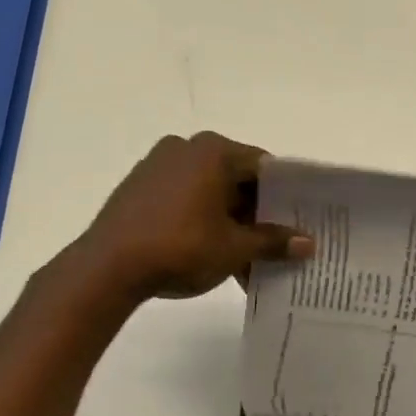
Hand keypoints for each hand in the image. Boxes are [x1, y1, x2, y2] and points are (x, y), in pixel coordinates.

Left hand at [75, 132, 314, 301]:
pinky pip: (184, 198)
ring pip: (209, 192)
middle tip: (274, 246)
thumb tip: (308, 243)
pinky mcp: (139, 187)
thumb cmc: (181, 247)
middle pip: (236, 179)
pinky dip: (202, 221)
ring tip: (243, 261)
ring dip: (229, 223)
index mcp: (214, 151)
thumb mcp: (234, 248)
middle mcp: (186, 148)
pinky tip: (210, 255)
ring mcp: (158, 165)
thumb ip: (273, 242)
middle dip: (255, 215)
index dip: (284, 196)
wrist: (107, 267)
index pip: (264, 167)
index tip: (297, 222)